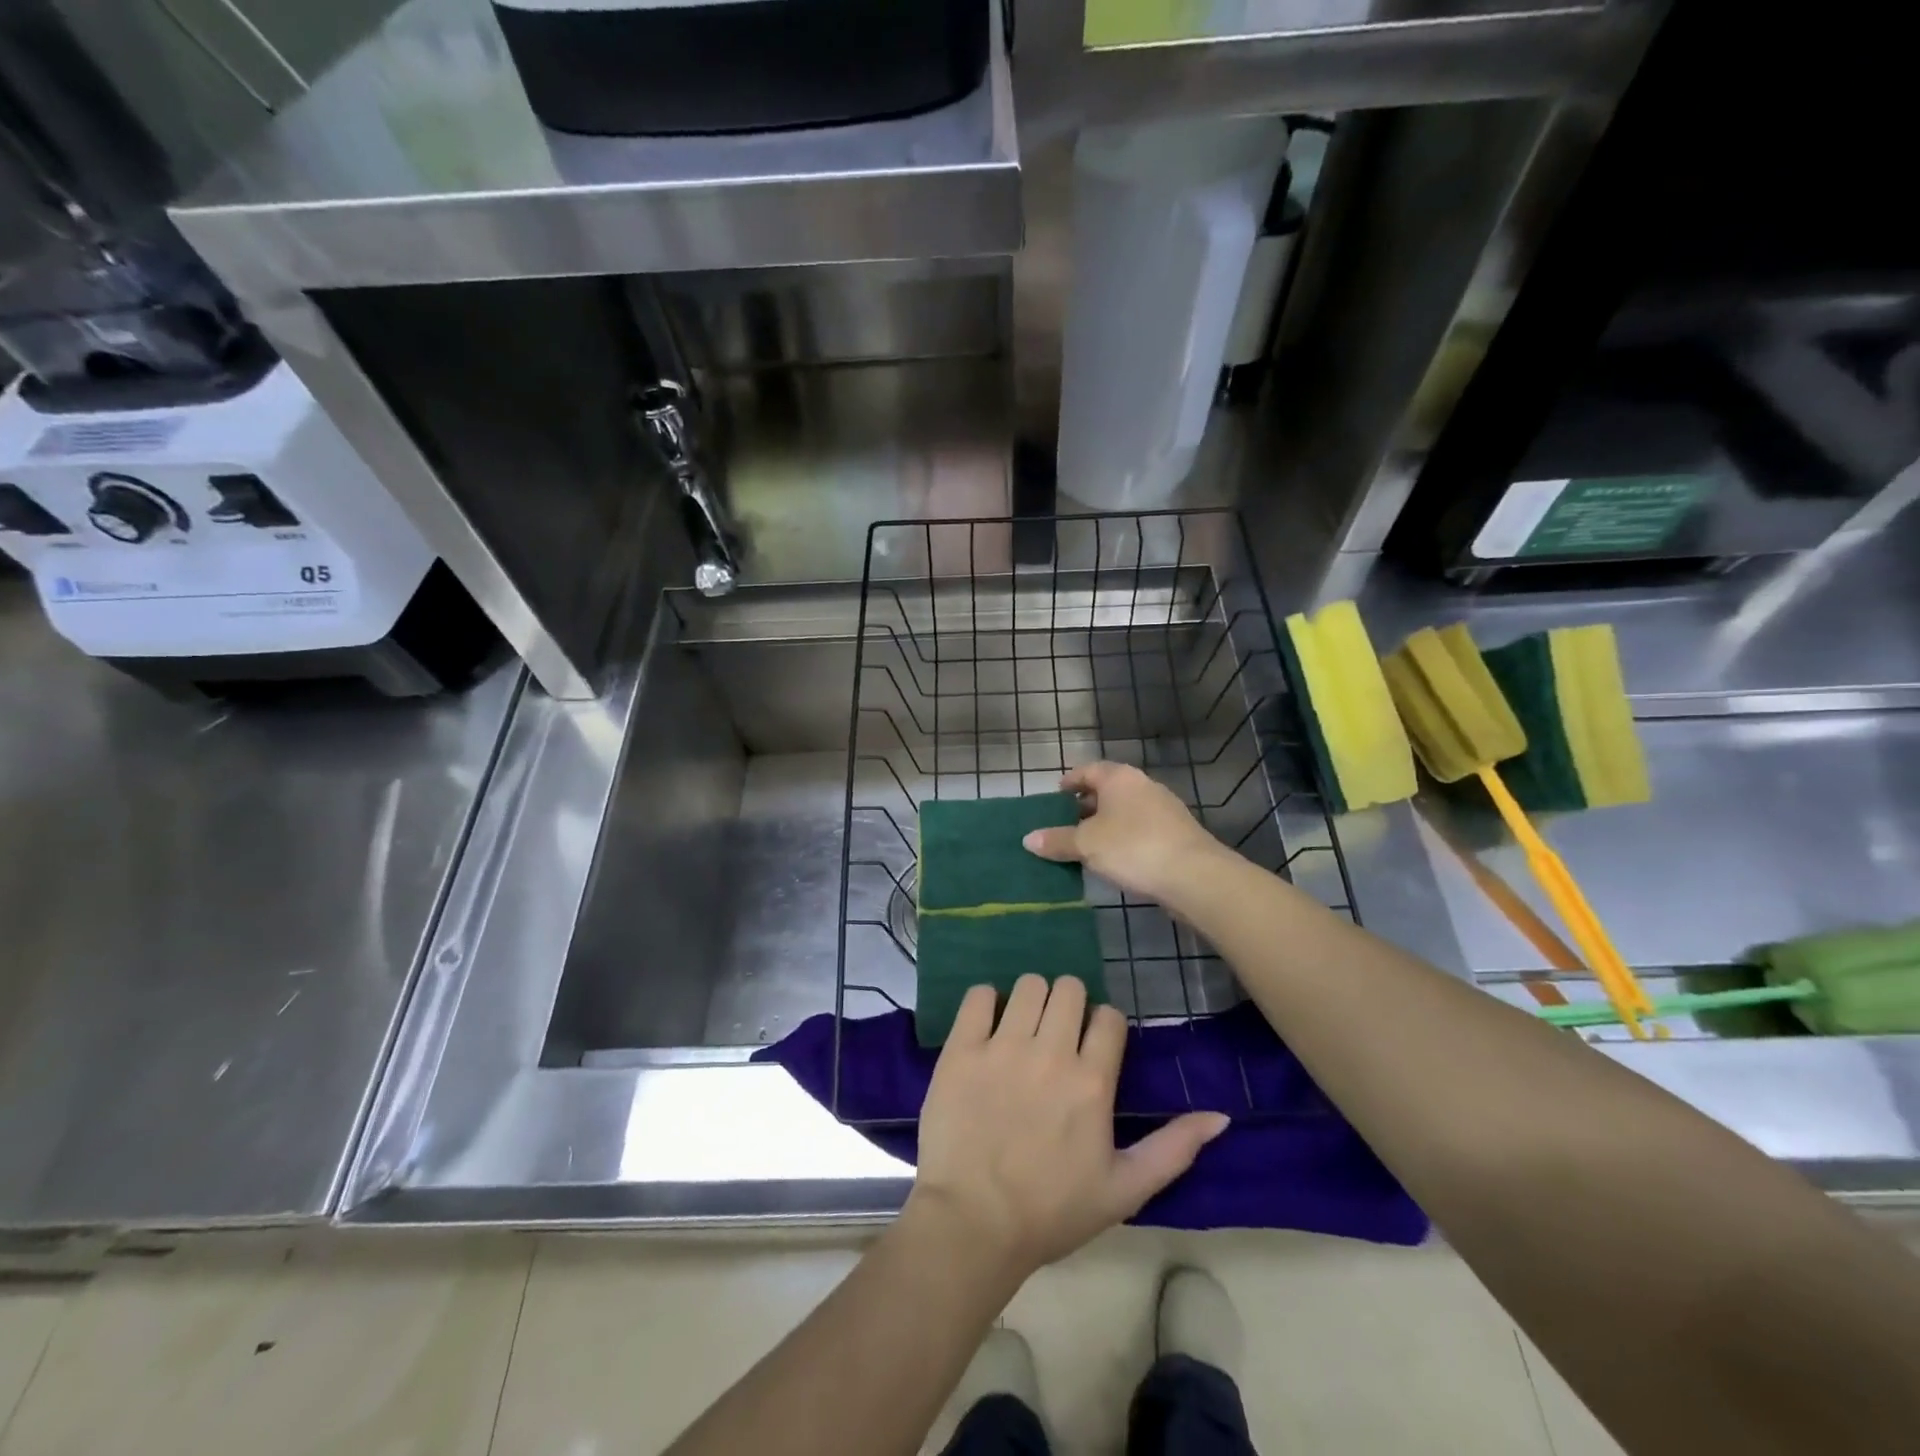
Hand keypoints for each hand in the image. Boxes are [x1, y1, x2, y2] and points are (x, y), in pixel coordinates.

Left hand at [907, 974, 1228, 1282]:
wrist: (973, 1224)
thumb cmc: (1052, 1211)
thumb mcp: (1124, 1190)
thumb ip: (1174, 1149)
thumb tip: (1220, 1116)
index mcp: (1092, 1082)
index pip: (1109, 1017)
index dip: (1104, 1028)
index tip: (1092, 1048)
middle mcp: (1050, 1052)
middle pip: (1069, 988)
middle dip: (1070, 1005)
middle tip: (1057, 1034)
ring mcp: (1002, 1046)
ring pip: (1029, 984)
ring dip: (1032, 1000)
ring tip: (1024, 1028)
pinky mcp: (962, 1048)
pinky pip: (978, 995)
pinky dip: (986, 1002)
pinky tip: (988, 1027)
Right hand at [1022, 762, 1231, 905]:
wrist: (1194, 875)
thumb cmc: (1133, 848)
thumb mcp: (1087, 845)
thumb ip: (1057, 840)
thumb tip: (1028, 839)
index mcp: (1119, 778)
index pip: (1088, 770)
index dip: (1070, 781)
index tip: (1056, 794)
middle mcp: (1142, 786)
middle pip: (1107, 790)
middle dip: (1085, 805)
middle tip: (1064, 823)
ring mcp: (1163, 809)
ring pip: (1125, 811)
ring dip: (1105, 824)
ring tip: (1085, 844)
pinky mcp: (1176, 833)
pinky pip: (1140, 829)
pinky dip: (1123, 838)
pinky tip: (1114, 859)